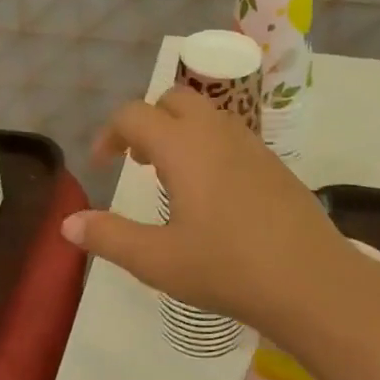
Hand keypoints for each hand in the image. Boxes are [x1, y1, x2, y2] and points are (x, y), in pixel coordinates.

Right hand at [59, 89, 362, 341]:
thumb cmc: (227, 268)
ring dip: (181, 132)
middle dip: (148, 121)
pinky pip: (232, 136)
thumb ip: (109, 237)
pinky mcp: (274, 163)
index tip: (103, 165)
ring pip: (208, 115)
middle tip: (139, 162)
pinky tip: (214, 194)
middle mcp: (217, 132)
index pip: (134, 115)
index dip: (110, 134)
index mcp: (183, 146)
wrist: (311, 280)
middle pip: (174, 99)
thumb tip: (68, 224)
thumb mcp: (157, 260)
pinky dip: (210, 146)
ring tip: (172, 178)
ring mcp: (252, 145)